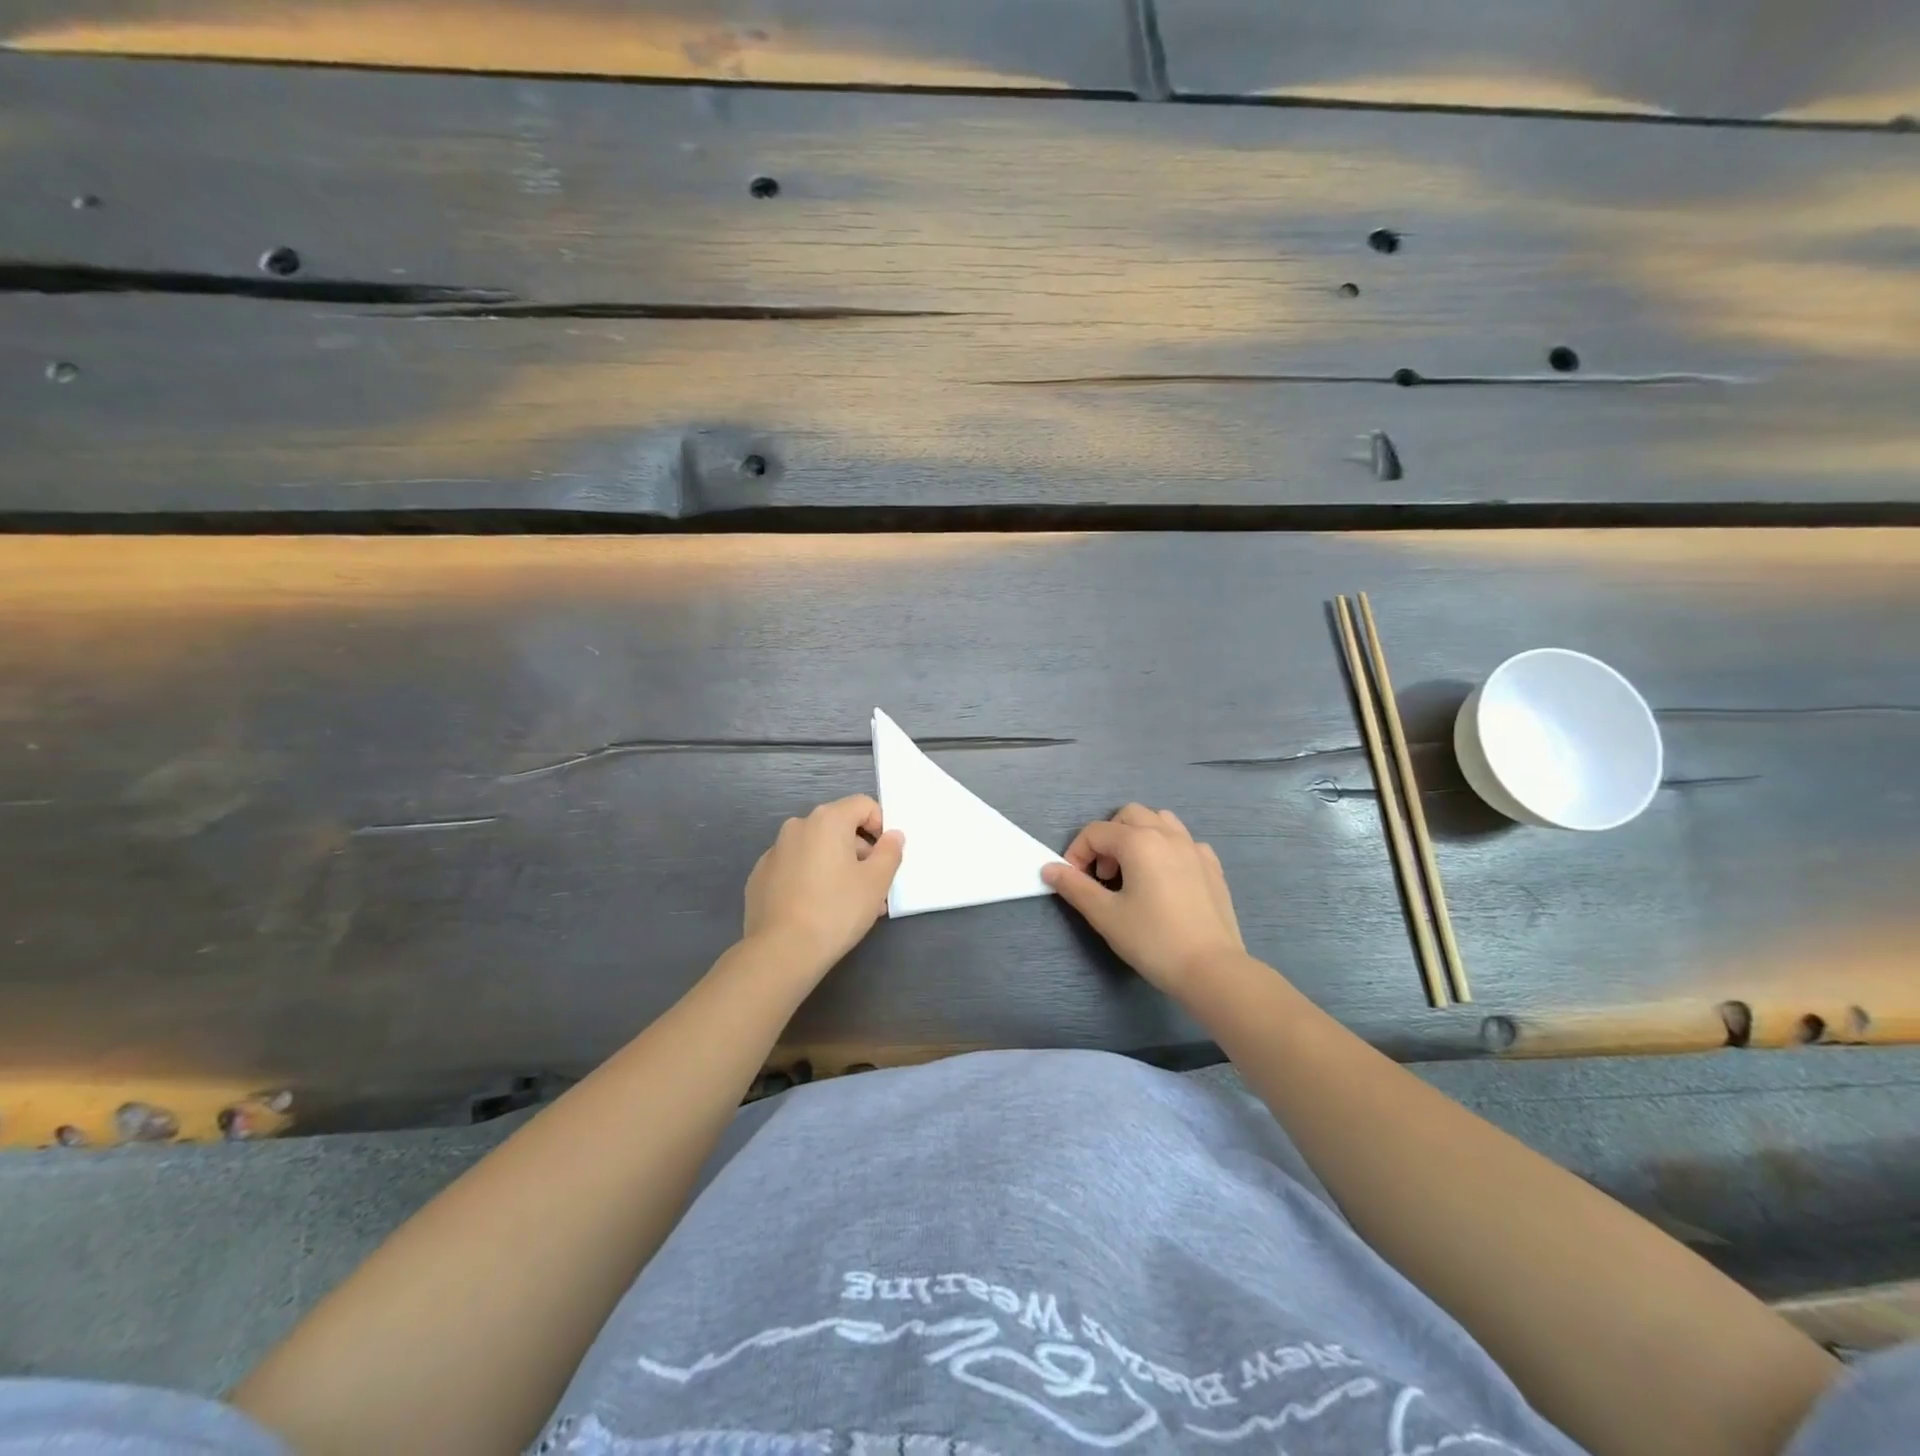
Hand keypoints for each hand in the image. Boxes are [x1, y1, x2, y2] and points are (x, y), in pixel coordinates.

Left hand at [743, 794, 903, 976]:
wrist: (781, 951)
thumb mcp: (876, 882)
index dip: (881, 827)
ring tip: (848, 904)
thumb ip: (890, 852)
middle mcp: (797, 827)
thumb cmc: (836, 910)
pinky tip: (816, 910)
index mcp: (827, 820)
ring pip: (816, 850)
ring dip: (837, 868)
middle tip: (872, 888)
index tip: (885, 858)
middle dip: (860, 853)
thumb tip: (892, 836)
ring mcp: (774, 852)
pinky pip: (795, 868)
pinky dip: (810, 880)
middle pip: (839, 828)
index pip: (863, 805)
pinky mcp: (760, 877)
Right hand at [1043, 803, 1245, 996]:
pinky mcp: (1212, 866)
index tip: (1073, 882)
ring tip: (1133, 871)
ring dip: (1139, 836)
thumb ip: (1075, 887)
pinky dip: (1167, 849)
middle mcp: (1167, 834)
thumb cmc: (1153, 940)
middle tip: (1104, 875)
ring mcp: (1194, 848)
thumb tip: (1049, 868)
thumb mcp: (1105, 915)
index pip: (1095, 832)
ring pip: (1160, 821)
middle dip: (1108, 839)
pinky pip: (1184, 841)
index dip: (1076, 853)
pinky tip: (1166, 879)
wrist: (1211, 969)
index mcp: (1138, 842)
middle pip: (1128, 815)